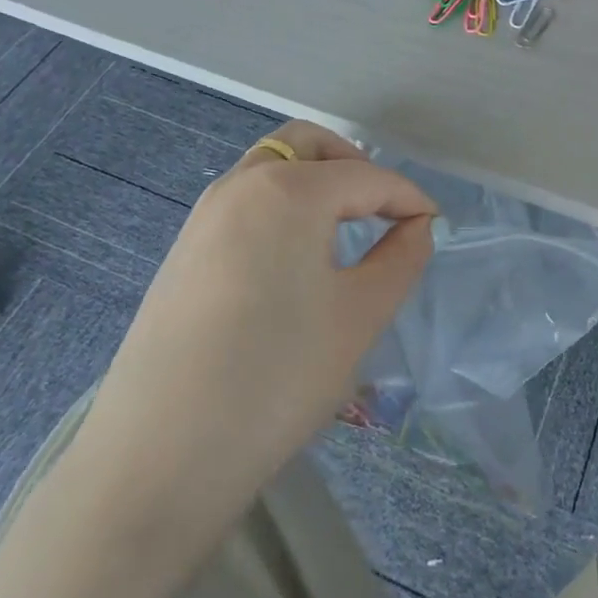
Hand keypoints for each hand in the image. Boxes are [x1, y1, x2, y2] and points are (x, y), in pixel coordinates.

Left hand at [85, 121, 436, 498]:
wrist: (163, 453)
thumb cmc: (278, 376)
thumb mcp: (359, 317)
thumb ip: (400, 259)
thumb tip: (416, 227)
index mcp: (287, 191)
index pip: (365, 176)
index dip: (408, 197)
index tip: (434, 225)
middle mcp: (239, 186)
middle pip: (306, 145)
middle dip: (353, 165)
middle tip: (383, 210)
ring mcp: (202, 216)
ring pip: (269, 169)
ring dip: (313, 183)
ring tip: (344, 234)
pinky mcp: (183, 251)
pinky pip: (243, 204)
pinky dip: (280, 208)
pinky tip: (294, 262)